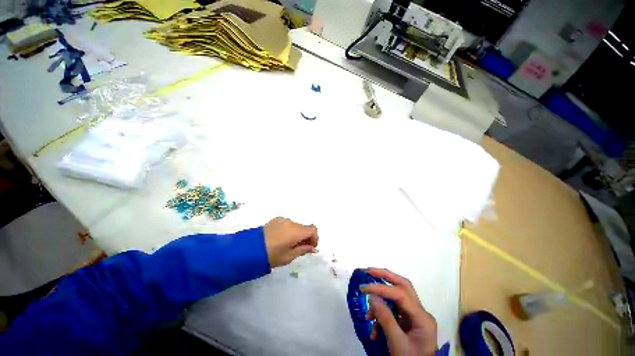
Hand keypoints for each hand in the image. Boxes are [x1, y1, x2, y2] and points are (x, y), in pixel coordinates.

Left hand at [263, 217, 318, 267]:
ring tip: (288, 246)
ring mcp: (281, 220)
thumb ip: (303, 250)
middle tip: (300, 249)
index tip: (310, 248)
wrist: (250, 250)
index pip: (313, 230)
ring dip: (296, 234)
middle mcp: (290, 223)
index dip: (315, 238)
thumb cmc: (272, 255)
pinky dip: (288, 231)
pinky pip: (286, 225)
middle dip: (305, 237)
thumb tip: (313, 248)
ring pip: (295, 226)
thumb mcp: (289, 256)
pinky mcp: (273, 221)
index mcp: (296, 231)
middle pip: (304, 228)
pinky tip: (281, 241)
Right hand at [361, 268, 436, 355]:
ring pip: (399, 302)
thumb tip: (373, 298)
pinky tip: (375, 331)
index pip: (402, 296)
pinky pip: (396, 315)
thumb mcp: (396, 342)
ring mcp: (417, 318)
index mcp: (422, 317)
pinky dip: (383, 318)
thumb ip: (386, 320)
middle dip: (387, 278)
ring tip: (368, 318)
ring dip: (381, 306)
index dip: (382, 289)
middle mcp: (421, 313)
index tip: (363, 288)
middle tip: (369, 271)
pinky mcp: (411, 324)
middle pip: (405, 288)